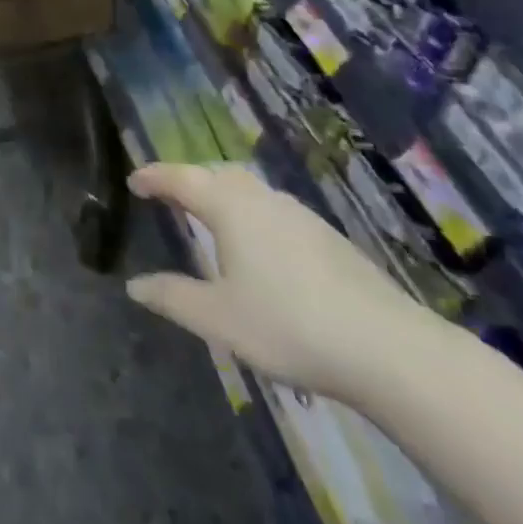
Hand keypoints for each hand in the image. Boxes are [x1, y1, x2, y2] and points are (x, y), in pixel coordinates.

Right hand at [125, 163, 430, 403]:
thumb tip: (134, 285)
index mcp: (229, 207)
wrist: (389, 348)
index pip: (181, 178)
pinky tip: (258, 244)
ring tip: (208, 215)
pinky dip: (249, 212)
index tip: (133, 179)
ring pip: (248, 189)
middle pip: (216, 174)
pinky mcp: (327, 236)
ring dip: (221, 193)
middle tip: (168, 194)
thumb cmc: (290, 326)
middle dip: (188, 179)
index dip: (154, 176)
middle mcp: (261, 198)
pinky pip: (272, 208)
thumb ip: (173, 298)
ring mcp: (299, 215)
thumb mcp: (219, 318)